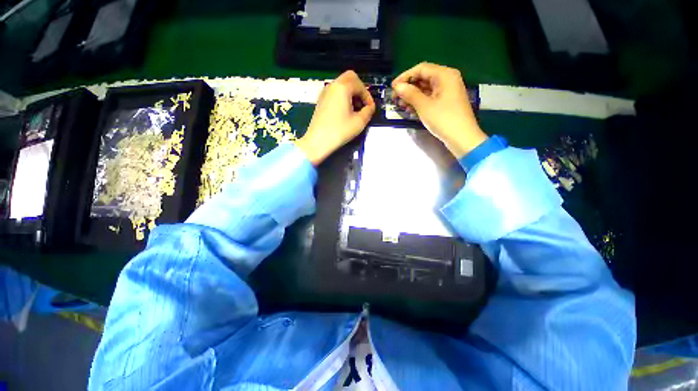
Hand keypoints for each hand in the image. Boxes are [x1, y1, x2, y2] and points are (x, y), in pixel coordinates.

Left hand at [296, 70, 375, 165]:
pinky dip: (343, 97)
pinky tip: (345, 112)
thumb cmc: (339, 131)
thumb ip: (368, 111)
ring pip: (342, 84)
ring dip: (351, 93)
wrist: (318, 141)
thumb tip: (370, 107)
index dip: (368, 96)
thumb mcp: (359, 122)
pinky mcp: (321, 100)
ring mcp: (325, 92)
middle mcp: (333, 86)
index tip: (370, 108)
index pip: (360, 85)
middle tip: (363, 104)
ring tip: (355, 109)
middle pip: (350, 77)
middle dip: (360, 89)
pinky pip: (335, 92)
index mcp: (343, 87)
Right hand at [392, 62, 486, 157]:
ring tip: (401, 105)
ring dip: (412, 96)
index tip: (392, 87)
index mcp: (444, 75)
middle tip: (395, 98)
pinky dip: (419, 102)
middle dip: (408, 87)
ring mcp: (447, 92)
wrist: (462, 138)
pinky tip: (410, 110)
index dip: (405, 76)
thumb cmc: (444, 119)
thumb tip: (397, 86)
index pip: (421, 69)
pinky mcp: (445, 102)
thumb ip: (410, 94)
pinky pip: (430, 97)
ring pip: (425, 89)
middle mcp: (447, 80)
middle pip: (423, 78)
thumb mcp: (424, 106)